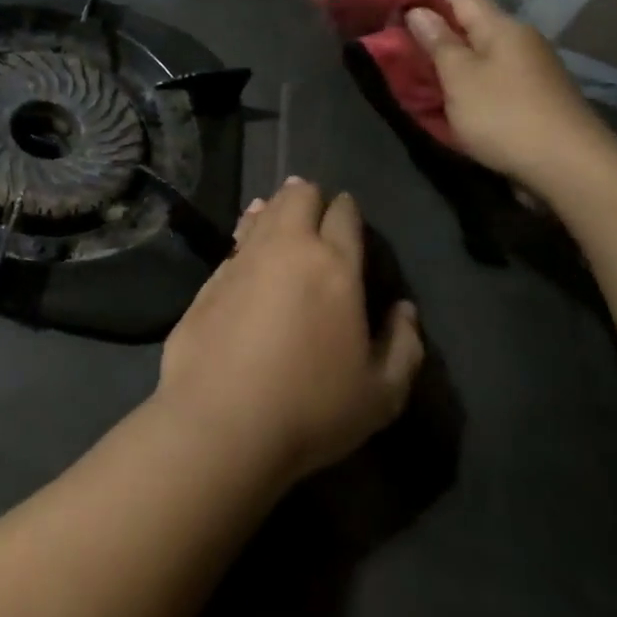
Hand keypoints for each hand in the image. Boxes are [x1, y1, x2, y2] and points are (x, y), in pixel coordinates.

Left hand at [156, 178, 423, 484]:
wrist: (220, 421)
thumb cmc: (311, 409)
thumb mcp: (381, 396)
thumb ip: (404, 347)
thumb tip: (404, 311)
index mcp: (335, 265)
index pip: (344, 214)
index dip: (348, 210)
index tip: (349, 217)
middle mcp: (288, 246)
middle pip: (300, 195)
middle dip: (312, 197)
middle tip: (317, 214)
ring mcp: (244, 256)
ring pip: (265, 210)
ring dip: (278, 207)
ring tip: (283, 213)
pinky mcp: (212, 275)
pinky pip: (237, 236)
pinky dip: (248, 229)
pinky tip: (249, 237)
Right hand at [405, 0, 616, 199]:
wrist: (571, 170)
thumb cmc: (504, 115)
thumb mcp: (459, 76)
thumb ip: (437, 42)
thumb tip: (418, 11)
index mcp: (503, 28)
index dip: (425, 3)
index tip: (394, 18)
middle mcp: (522, 42)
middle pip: (472, 28)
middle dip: (436, 39)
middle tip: (400, 55)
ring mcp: (534, 72)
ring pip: (482, 58)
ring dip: (452, 67)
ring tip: (421, 82)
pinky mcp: (538, 101)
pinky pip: (494, 83)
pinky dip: (471, 89)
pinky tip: (455, 106)